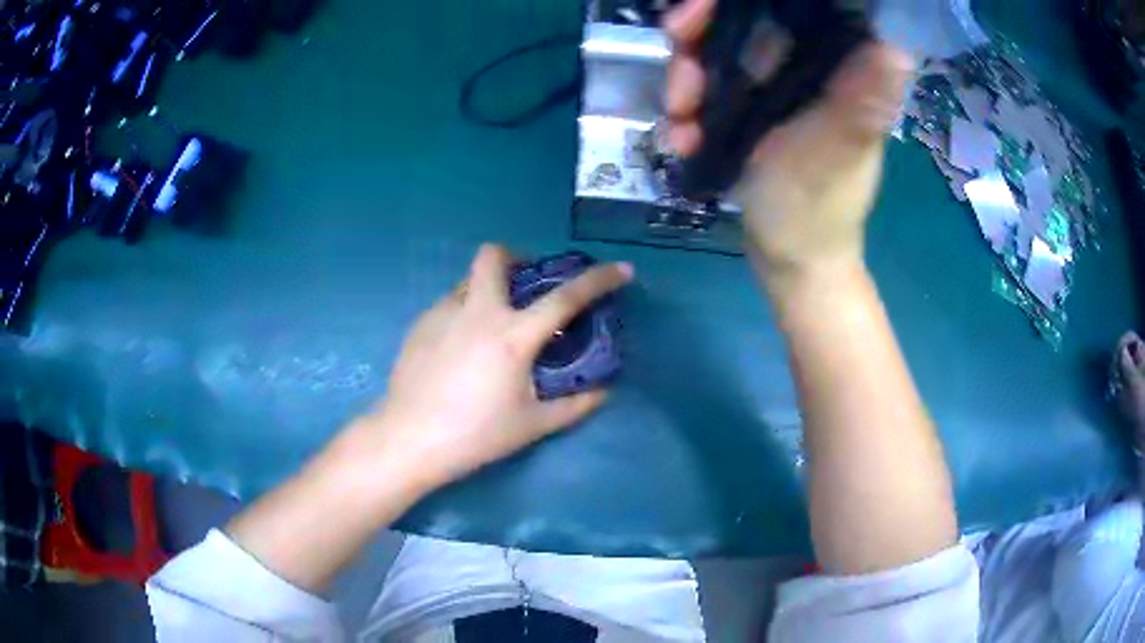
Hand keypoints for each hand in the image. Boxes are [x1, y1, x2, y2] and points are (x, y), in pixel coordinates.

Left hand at [350, 244, 632, 493]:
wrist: (409, 439)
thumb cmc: (475, 434)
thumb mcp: (532, 425)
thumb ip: (575, 406)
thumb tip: (604, 392)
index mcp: (513, 336)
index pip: (565, 298)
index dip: (599, 280)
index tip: (621, 270)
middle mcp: (477, 312)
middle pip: (494, 256)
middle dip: (515, 258)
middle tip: (524, 287)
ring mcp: (443, 313)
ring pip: (468, 280)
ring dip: (487, 290)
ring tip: (490, 327)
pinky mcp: (419, 325)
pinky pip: (448, 305)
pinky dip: (464, 314)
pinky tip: (459, 351)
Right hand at [663, 0, 913, 293]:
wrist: (791, 262)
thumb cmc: (816, 212)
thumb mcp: (834, 153)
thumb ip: (859, 102)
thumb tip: (894, 47)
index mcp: (837, 70)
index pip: (794, 10)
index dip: (738, 5)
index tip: (698, 15)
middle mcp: (807, 69)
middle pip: (744, 25)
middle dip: (699, 43)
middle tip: (677, 69)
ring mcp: (777, 89)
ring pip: (719, 55)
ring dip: (687, 82)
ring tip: (679, 121)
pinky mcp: (753, 111)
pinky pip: (711, 90)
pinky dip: (690, 111)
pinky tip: (683, 140)